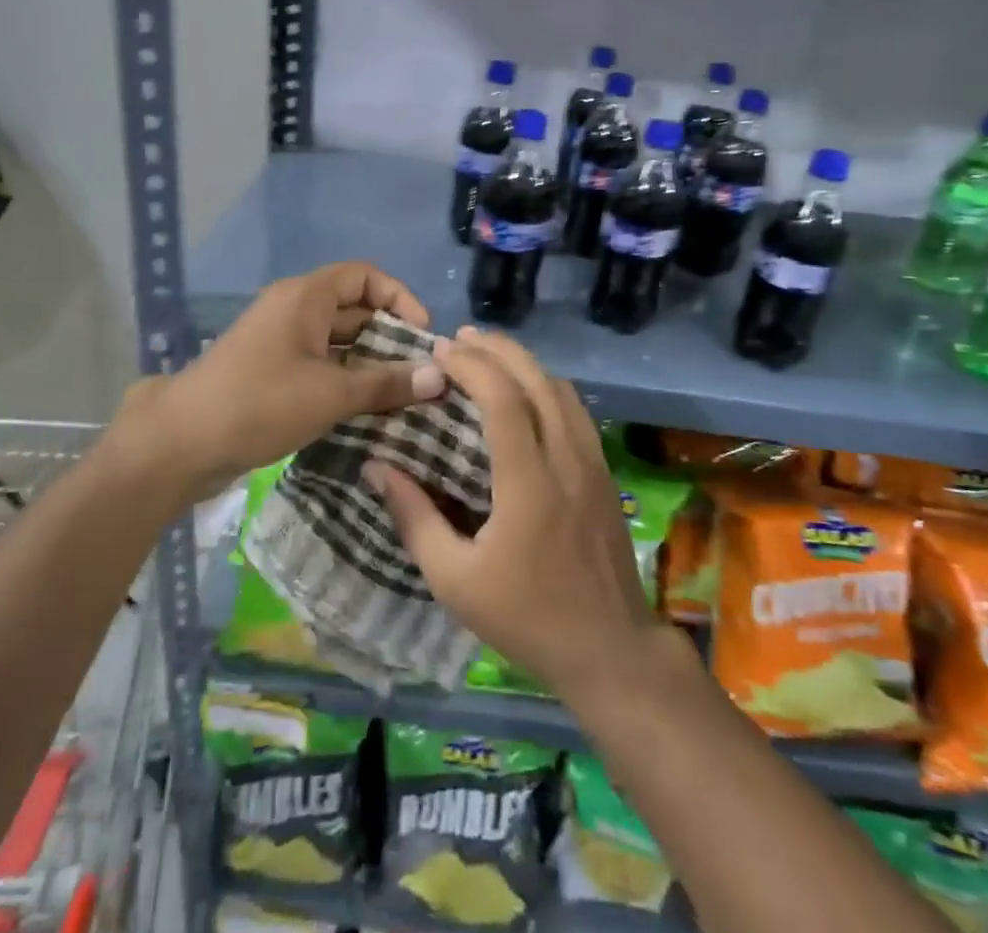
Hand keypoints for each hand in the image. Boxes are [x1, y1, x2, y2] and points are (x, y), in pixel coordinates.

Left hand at [115, 262, 445, 502]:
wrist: (181, 442)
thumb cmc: (260, 403)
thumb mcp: (331, 393)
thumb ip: (387, 383)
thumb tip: (439, 376)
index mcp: (305, 297)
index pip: (365, 276)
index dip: (400, 298)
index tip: (422, 335)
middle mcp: (293, 309)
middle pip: (354, 309)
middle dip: (390, 336)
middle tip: (421, 373)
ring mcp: (279, 341)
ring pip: (338, 342)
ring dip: (370, 363)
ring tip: (404, 395)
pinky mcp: (271, 371)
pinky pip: (320, 364)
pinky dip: (346, 379)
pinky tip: (368, 410)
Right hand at [365, 328, 671, 704]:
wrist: (610, 649)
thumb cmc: (527, 618)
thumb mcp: (455, 581)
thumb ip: (414, 518)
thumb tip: (377, 467)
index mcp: (529, 483)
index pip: (504, 400)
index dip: (471, 366)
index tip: (440, 351)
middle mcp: (566, 458)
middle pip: (536, 380)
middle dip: (497, 349)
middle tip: (459, 338)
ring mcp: (592, 462)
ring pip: (561, 388)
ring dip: (523, 362)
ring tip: (487, 354)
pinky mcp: (604, 471)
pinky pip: (576, 409)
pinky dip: (545, 384)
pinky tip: (525, 391)